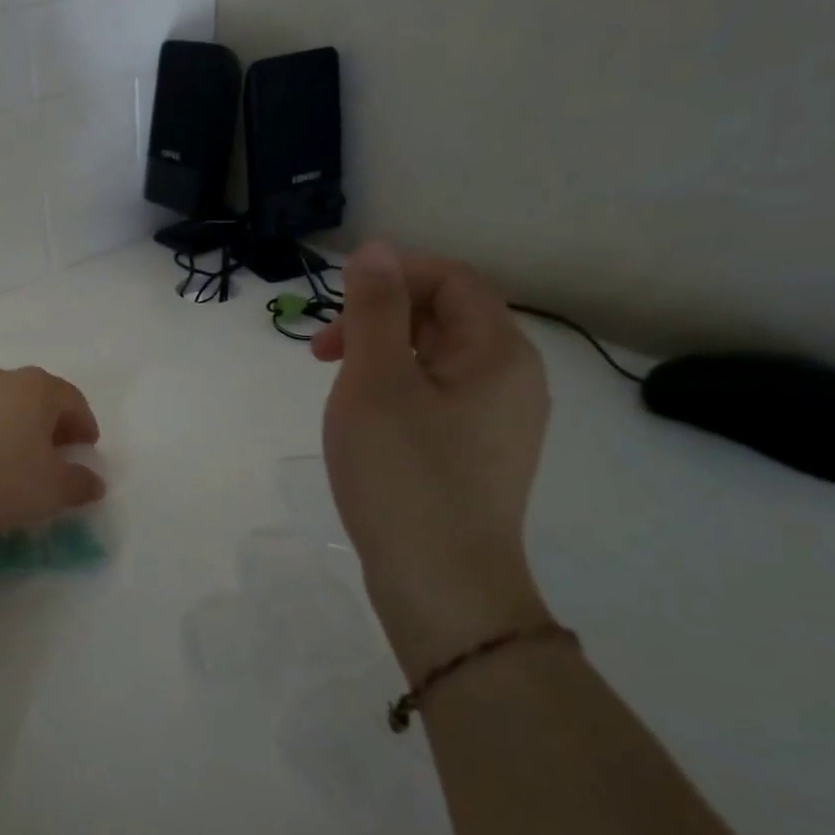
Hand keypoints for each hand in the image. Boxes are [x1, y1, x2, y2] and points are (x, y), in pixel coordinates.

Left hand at [0, 367, 105, 531]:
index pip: (73, 401)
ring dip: (19, 427)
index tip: (87, 449)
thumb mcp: (52, 489)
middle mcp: (3, 379)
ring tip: (21, 459)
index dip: (85, 425)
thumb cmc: (1, 478)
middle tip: (58, 453)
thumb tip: (94, 482)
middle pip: (39, 397)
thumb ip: (80, 483)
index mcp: (37, 388)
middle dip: (52, 424)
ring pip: (6, 406)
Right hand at [311, 242, 552, 676]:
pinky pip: (437, 397)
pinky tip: (365, 423)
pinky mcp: (478, 454)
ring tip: (339, 391)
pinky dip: (396, 391)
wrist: (441, 584)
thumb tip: (375, 250)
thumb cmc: (403, 474)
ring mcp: (499, 421)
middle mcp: (512, 378)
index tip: (335, 310)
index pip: (451, 279)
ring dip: (381, 356)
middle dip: (379, 320)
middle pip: (445, 317)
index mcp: (498, 352)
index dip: (392, 277)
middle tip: (322, 355)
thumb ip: (374, 311)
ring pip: (435, 359)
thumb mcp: (375, 382)